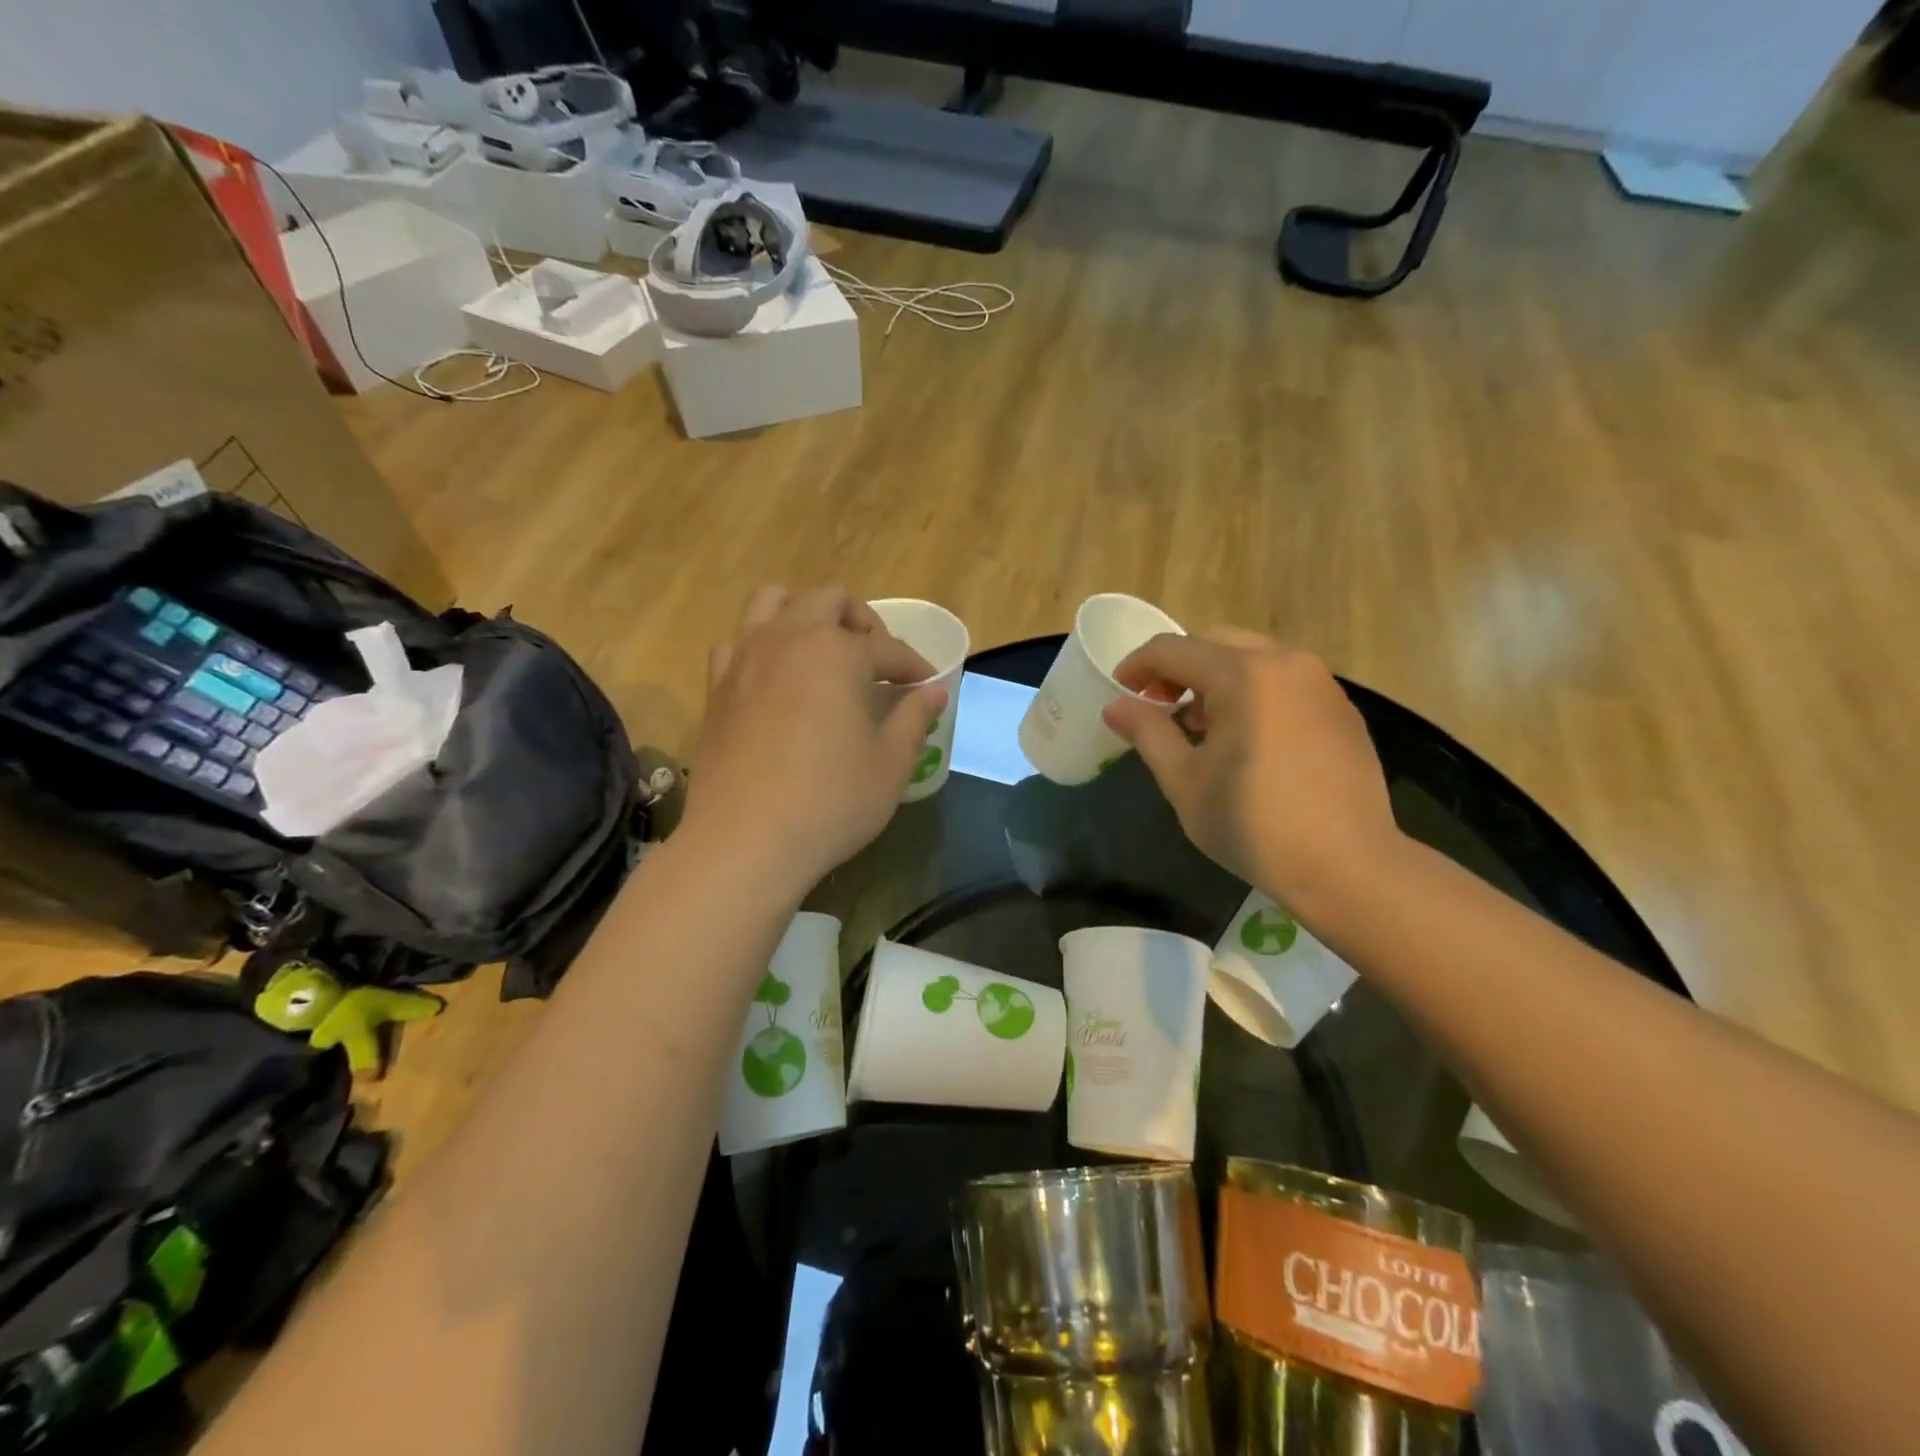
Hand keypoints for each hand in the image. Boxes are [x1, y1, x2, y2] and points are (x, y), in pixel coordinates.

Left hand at [682, 587, 945, 895]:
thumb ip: (914, 718)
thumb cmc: (831, 801)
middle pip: (829, 601)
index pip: (888, 648)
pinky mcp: (716, 686)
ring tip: (823, 652)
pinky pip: (738, 642)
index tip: (928, 687)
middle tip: (878, 663)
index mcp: (837, 652)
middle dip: (862, 623)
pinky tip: (776, 679)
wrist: (746, 840)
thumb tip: (934, 693)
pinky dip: (762, 645)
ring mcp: (745, 658)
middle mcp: (788, 638)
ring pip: (773, 602)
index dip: (914, 667)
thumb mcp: (890, 764)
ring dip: (806, 614)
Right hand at [1103, 629, 1399, 917]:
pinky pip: (1282, 680)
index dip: (1136, 666)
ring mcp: (1319, 682)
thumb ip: (1147, 733)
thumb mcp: (1184, 780)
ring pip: (1250, 657)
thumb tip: (1115, 706)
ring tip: (1201, 727)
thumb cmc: (1252, 824)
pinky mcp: (1339, 707)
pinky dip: (1251, 692)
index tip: (1120, 694)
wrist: (1347, 865)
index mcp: (1241, 675)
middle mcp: (1284, 662)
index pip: (1171, 650)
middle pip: (1212, 643)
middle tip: (1158, 708)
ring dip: (1214, 679)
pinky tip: (1246, 738)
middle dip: (1176, 669)